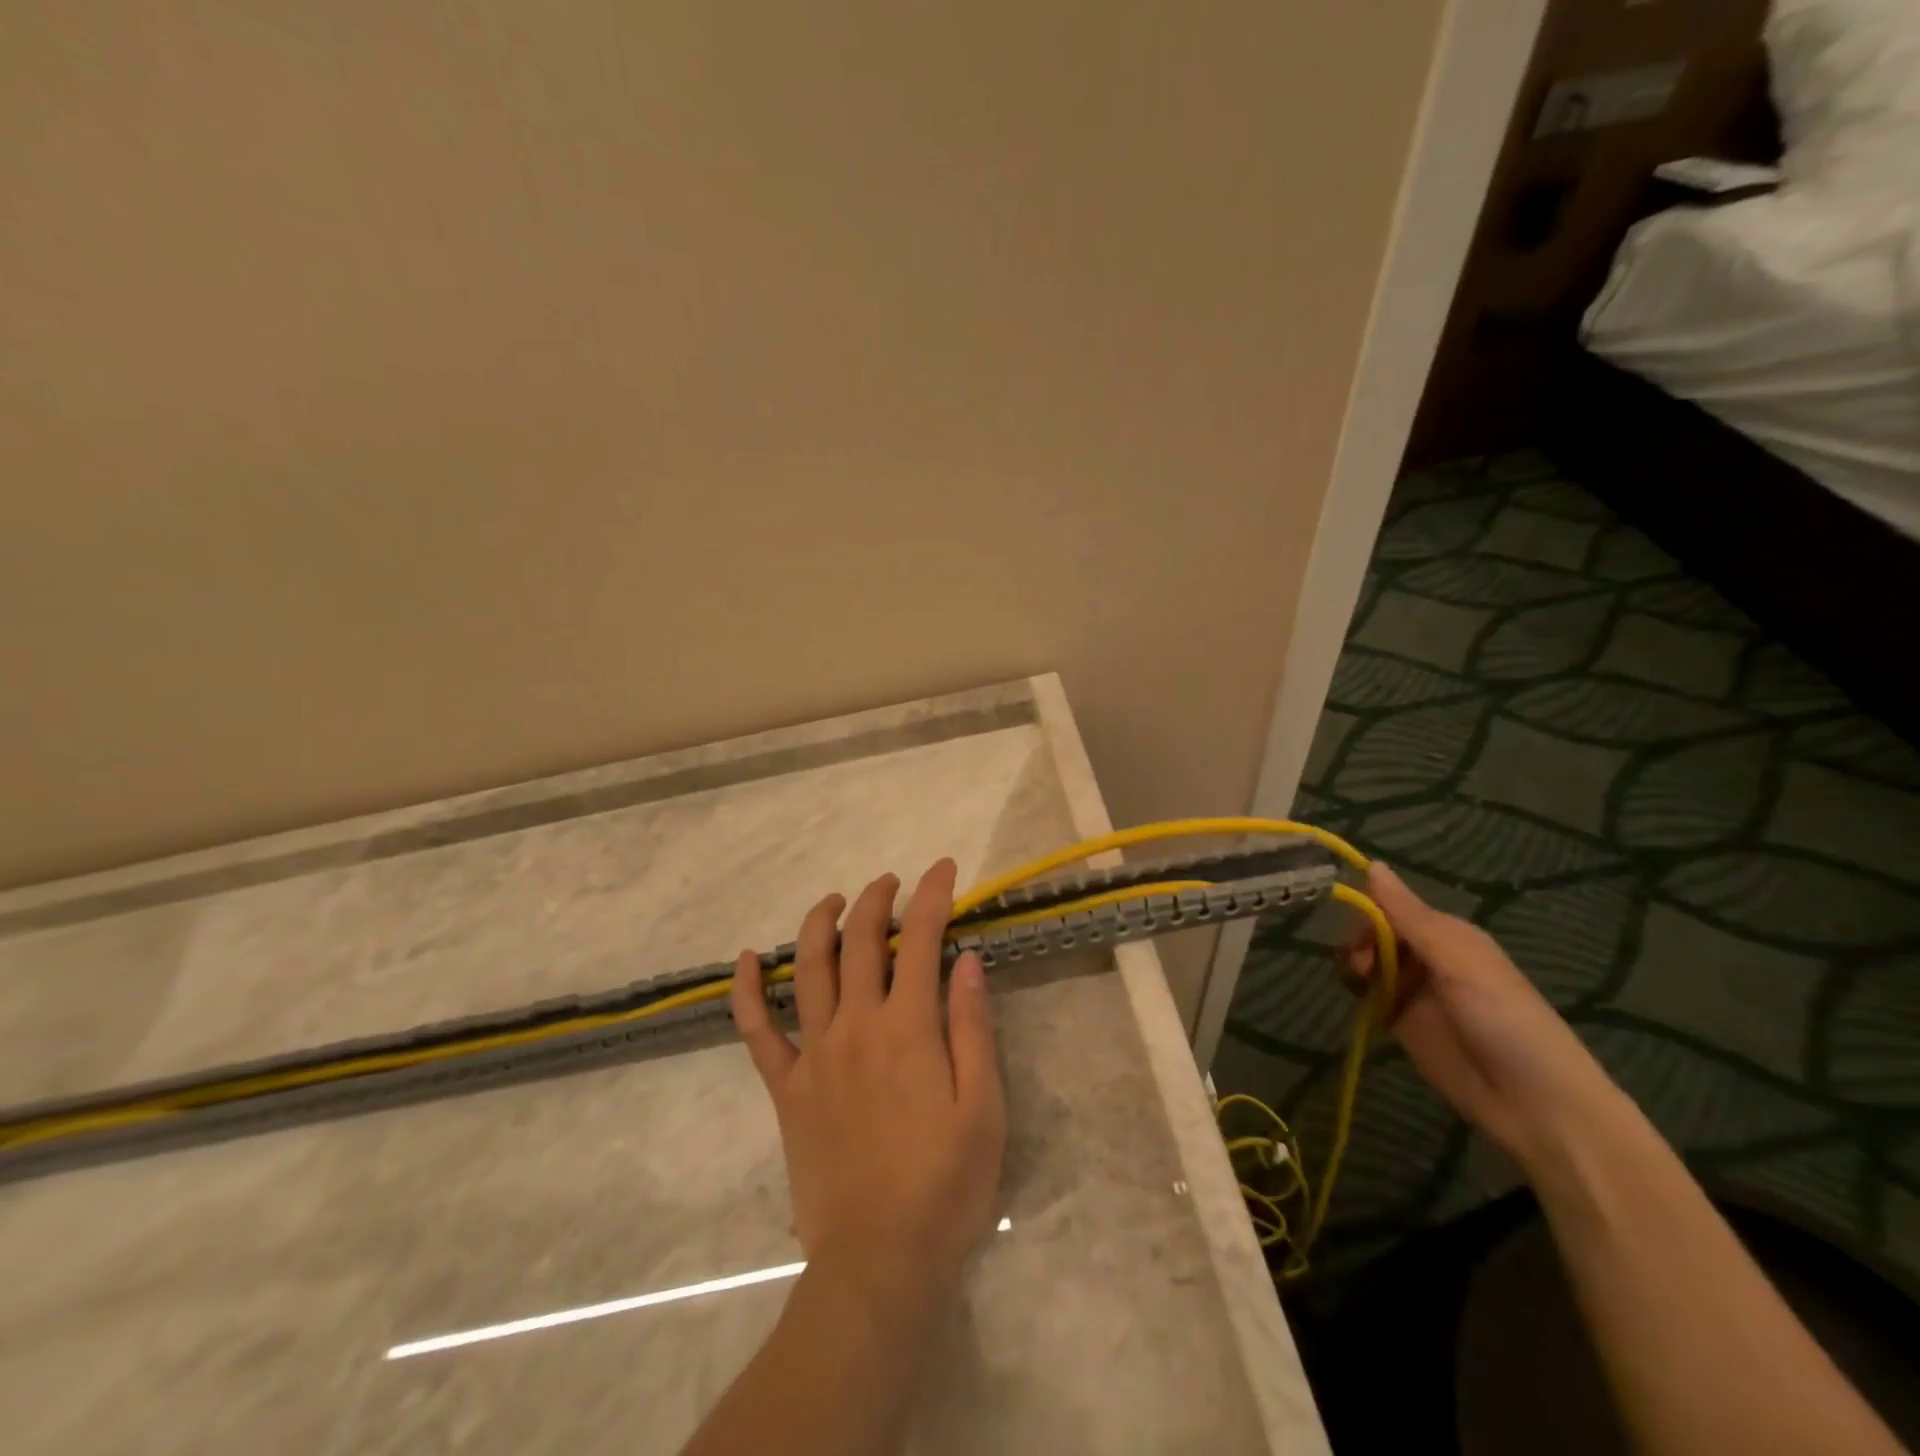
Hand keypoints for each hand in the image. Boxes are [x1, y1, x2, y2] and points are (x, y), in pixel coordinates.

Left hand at [730, 859, 1006, 1308]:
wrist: (879, 1262)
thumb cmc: (945, 1185)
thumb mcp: (983, 1107)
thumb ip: (973, 1027)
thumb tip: (966, 959)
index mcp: (908, 1028)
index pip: (921, 939)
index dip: (933, 895)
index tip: (943, 869)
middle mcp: (856, 1026)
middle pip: (861, 940)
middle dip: (877, 899)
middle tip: (892, 882)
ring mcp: (815, 1054)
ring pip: (809, 968)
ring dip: (820, 923)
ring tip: (835, 901)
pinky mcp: (786, 1088)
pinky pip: (758, 1031)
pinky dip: (748, 991)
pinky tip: (746, 960)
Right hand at [1348, 862, 1616, 1169]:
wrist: (1534, 1105)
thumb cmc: (1505, 1020)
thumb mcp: (1457, 961)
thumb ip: (1409, 916)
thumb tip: (1373, 864)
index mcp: (1447, 934)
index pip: (1392, 906)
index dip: (1368, 910)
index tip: (1354, 926)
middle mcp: (1428, 957)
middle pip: (1375, 933)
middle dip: (1359, 941)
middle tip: (1359, 964)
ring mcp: (1414, 990)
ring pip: (1368, 960)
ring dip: (1354, 963)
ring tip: (1357, 982)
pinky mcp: (1402, 1022)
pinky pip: (1369, 993)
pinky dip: (1356, 989)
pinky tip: (1356, 996)